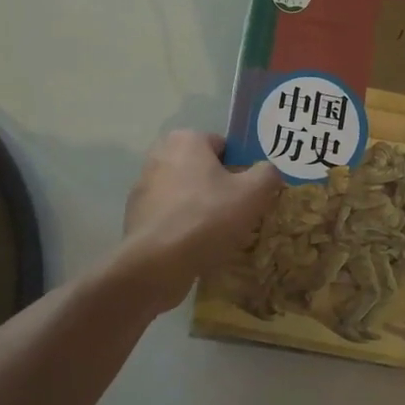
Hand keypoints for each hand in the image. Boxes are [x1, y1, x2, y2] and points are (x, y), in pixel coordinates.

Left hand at [117, 131, 282, 314]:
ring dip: (202, 209)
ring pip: (186, 194)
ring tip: (220, 236)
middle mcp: (160, 155)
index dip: (241, 169)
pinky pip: (171, 216)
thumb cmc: (206, 218)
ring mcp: (143, 187)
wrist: (155, 265)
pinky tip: (197, 248)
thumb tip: (268, 172)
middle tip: (239, 215)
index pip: (224, 147)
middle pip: (204, 170)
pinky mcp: (136, 216)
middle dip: (221, 189)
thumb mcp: (252, 194)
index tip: (251, 194)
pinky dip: (184, 227)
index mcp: (186, 140)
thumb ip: (267, 175)